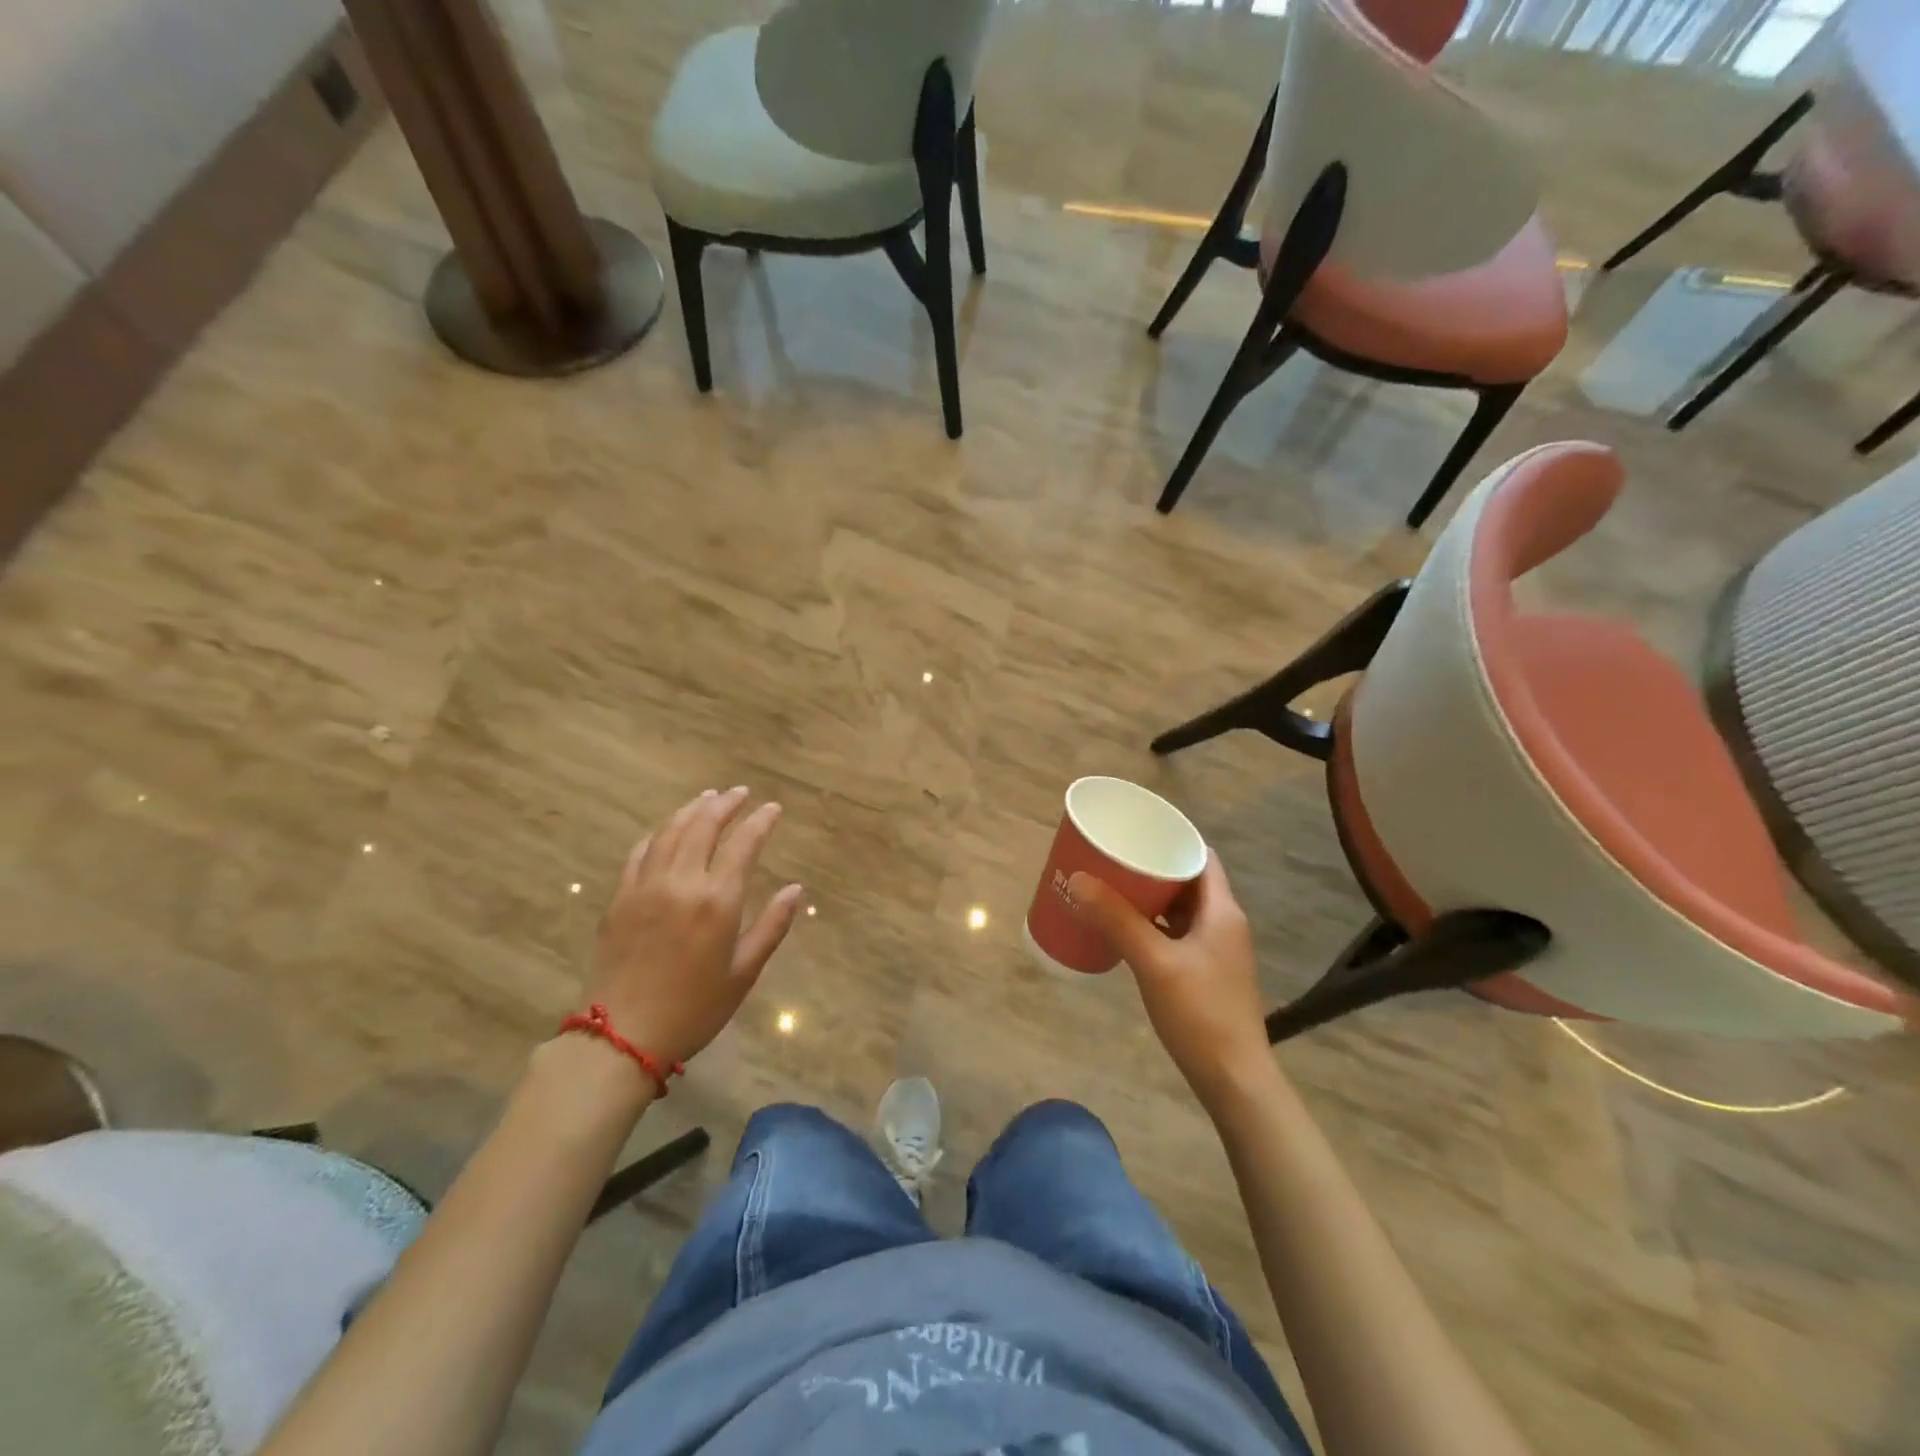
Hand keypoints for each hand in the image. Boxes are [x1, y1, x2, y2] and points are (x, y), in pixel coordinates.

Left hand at [586, 787, 802, 1066]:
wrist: (622, 1037)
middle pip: (703, 827)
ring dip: (691, 810)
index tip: (773, 808)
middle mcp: (681, 883)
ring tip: (707, 798)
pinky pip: (639, 853)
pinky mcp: (620, 898)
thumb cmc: (694, 1009)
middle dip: (725, 804)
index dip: (760, 822)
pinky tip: (666, 830)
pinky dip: (657, 834)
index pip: (743, 845)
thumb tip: (795, 889)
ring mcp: (645, 887)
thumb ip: (771, 926)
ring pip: (670, 832)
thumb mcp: (743, 973)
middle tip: (740, 792)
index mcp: (717, 901)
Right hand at [1069, 853, 1271, 1104]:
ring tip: (1111, 887)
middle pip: (1188, 880)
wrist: (1234, 1079)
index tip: (1134, 831)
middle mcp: (1223, 923)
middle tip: (1113, 858)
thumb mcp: (1154, 962)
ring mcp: (1215, 951)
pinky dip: (1152, 925)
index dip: (1171, 839)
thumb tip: (1078, 879)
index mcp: (1222, 911)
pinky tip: (1124, 930)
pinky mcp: (1205, 973)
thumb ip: (1117, 920)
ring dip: (1150, 897)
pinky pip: (1176, 934)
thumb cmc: (1200, 1013)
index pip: (1201, 856)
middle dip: (1151, 867)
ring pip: (1180, 909)